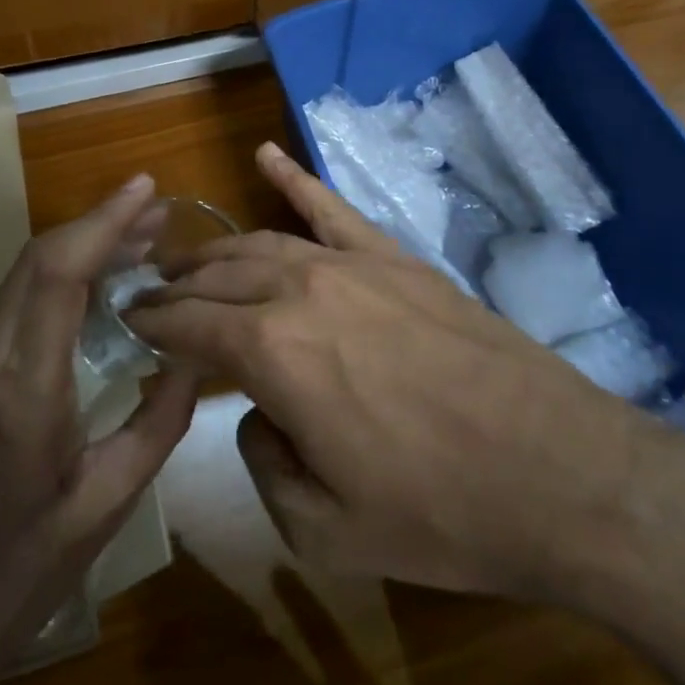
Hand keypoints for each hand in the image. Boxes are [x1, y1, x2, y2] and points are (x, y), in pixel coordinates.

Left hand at [0, 171, 196, 684]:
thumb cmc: (21, 575)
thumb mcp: (106, 506)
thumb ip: (158, 424)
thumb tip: (195, 354)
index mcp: (25, 395)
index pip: (58, 276)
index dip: (102, 222)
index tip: (145, 190)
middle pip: (38, 261)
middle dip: (99, 223)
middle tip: (156, 213)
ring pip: (25, 276)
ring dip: (82, 246)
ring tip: (140, 240)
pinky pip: (18, 304)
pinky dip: (62, 276)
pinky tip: (100, 285)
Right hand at [128, 143, 671, 607]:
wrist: (555, 472)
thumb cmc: (437, 512)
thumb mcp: (324, 528)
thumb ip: (264, 462)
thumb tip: (258, 414)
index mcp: (272, 352)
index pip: (189, 327)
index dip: (153, 326)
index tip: (128, 323)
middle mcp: (300, 289)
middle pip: (219, 277)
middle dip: (178, 287)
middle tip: (151, 295)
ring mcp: (351, 263)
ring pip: (263, 242)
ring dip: (219, 249)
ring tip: (191, 259)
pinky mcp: (395, 257)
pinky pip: (332, 207)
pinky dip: (294, 177)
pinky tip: (264, 155)